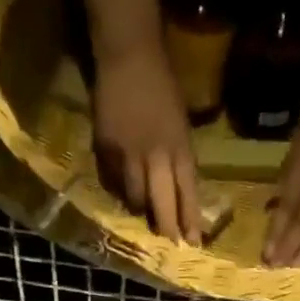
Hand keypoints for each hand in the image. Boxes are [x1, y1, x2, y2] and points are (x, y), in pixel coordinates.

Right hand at [93, 46, 201, 243]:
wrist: (129, 56)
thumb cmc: (162, 85)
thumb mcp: (181, 123)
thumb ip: (180, 157)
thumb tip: (179, 189)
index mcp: (180, 147)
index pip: (187, 193)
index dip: (189, 220)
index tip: (193, 243)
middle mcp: (156, 156)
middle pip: (161, 203)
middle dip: (166, 227)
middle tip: (169, 244)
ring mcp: (129, 154)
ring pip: (134, 197)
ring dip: (139, 209)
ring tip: (142, 214)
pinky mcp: (106, 149)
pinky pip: (112, 180)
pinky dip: (117, 189)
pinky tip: (120, 191)